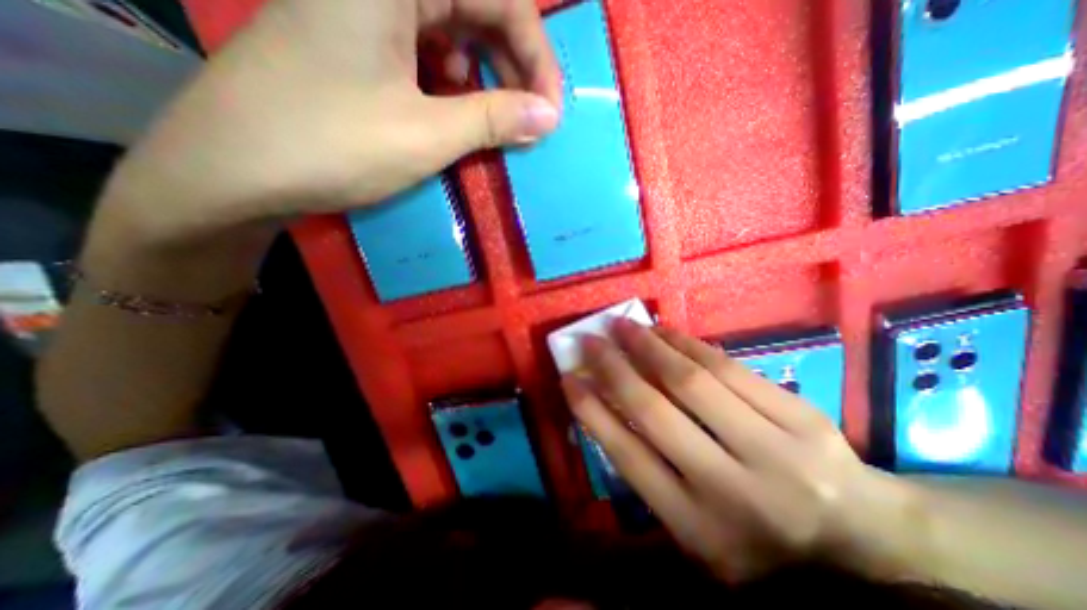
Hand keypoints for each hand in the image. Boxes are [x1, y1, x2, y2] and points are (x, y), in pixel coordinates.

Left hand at [95, 0, 559, 245]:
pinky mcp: (356, 36)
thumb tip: (548, 117)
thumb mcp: (426, 135)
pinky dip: (453, 80)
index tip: (552, 110)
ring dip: (486, 76)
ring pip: (452, 29)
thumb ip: (494, 119)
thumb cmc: (332, 145)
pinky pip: (425, 48)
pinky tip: (457, 111)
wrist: (234, 169)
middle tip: (532, 119)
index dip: (537, 55)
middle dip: (514, 66)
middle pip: (476, 7)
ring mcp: (363, 5)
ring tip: (499, 120)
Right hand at [559, 319, 913, 581]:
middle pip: (655, 411)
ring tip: (624, 325)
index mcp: (697, 527)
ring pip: (692, 382)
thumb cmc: (760, 541)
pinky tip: (665, 331)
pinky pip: (729, 368)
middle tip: (591, 340)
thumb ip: (649, 474)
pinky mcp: (801, 418)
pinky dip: (688, 344)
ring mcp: (773, 450)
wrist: (865, 544)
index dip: (591, 411)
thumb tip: (607, 409)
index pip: (627, 456)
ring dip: (649, 347)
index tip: (569, 378)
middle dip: (614, 368)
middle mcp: (730, 489)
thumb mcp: (694, 529)